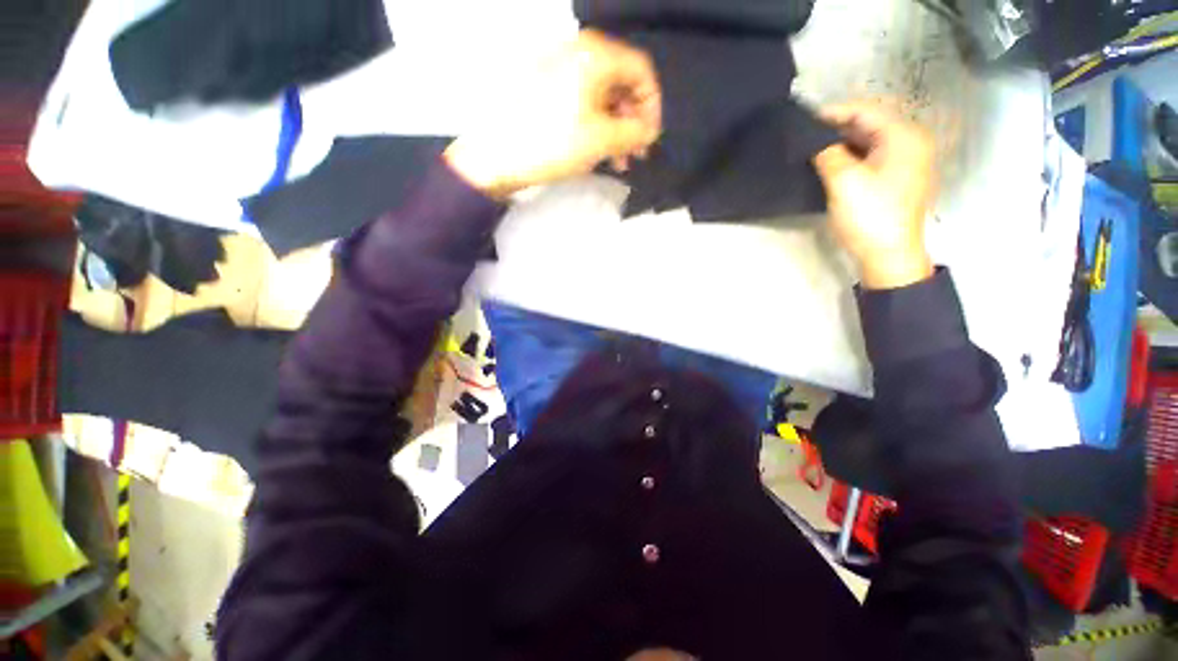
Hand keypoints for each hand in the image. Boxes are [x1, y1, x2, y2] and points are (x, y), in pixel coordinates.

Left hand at [444, 29, 661, 199]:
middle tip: (635, 154)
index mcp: (595, 54)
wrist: (495, 155)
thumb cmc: (553, 142)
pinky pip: (581, 102)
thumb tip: (649, 131)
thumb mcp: (602, 139)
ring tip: (617, 161)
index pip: (641, 71)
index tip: (650, 139)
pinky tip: (596, 151)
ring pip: (601, 96)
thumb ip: (636, 133)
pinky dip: (595, 126)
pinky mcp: (545, 90)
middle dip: (633, 121)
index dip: (653, 107)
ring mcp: (557, 70)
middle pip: (620, 83)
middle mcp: (577, 52)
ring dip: (615, 129)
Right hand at [813, 102, 935, 289]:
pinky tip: (830, 162)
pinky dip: (851, 155)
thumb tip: (815, 143)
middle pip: (870, 122)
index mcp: (904, 135)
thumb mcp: (843, 181)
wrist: (889, 255)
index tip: (803, 119)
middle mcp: (911, 141)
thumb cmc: (870, 215)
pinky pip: (872, 155)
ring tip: (812, 148)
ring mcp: (907, 160)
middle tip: (805, 135)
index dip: (833, 112)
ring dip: (842, 142)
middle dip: (837, 127)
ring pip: (870, 140)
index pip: (866, 110)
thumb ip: (827, 153)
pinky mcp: (898, 177)